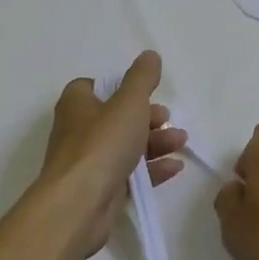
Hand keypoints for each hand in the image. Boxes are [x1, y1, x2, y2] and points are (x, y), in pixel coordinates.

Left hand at [36, 50, 185, 258]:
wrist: (79, 204)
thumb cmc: (102, 143)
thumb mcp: (128, 102)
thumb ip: (142, 77)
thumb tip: (149, 55)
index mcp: (77, 103)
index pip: (98, 87)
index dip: (122, 88)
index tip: (146, 93)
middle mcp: (78, 130)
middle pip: (117, 117)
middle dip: (147, 117)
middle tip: (168, 119)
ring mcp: (88, 162)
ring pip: (125, 146)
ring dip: (155, 142)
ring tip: (181, 142)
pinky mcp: (100, 190)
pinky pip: (129, 174)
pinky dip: (152, 170)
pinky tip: (174, 168)